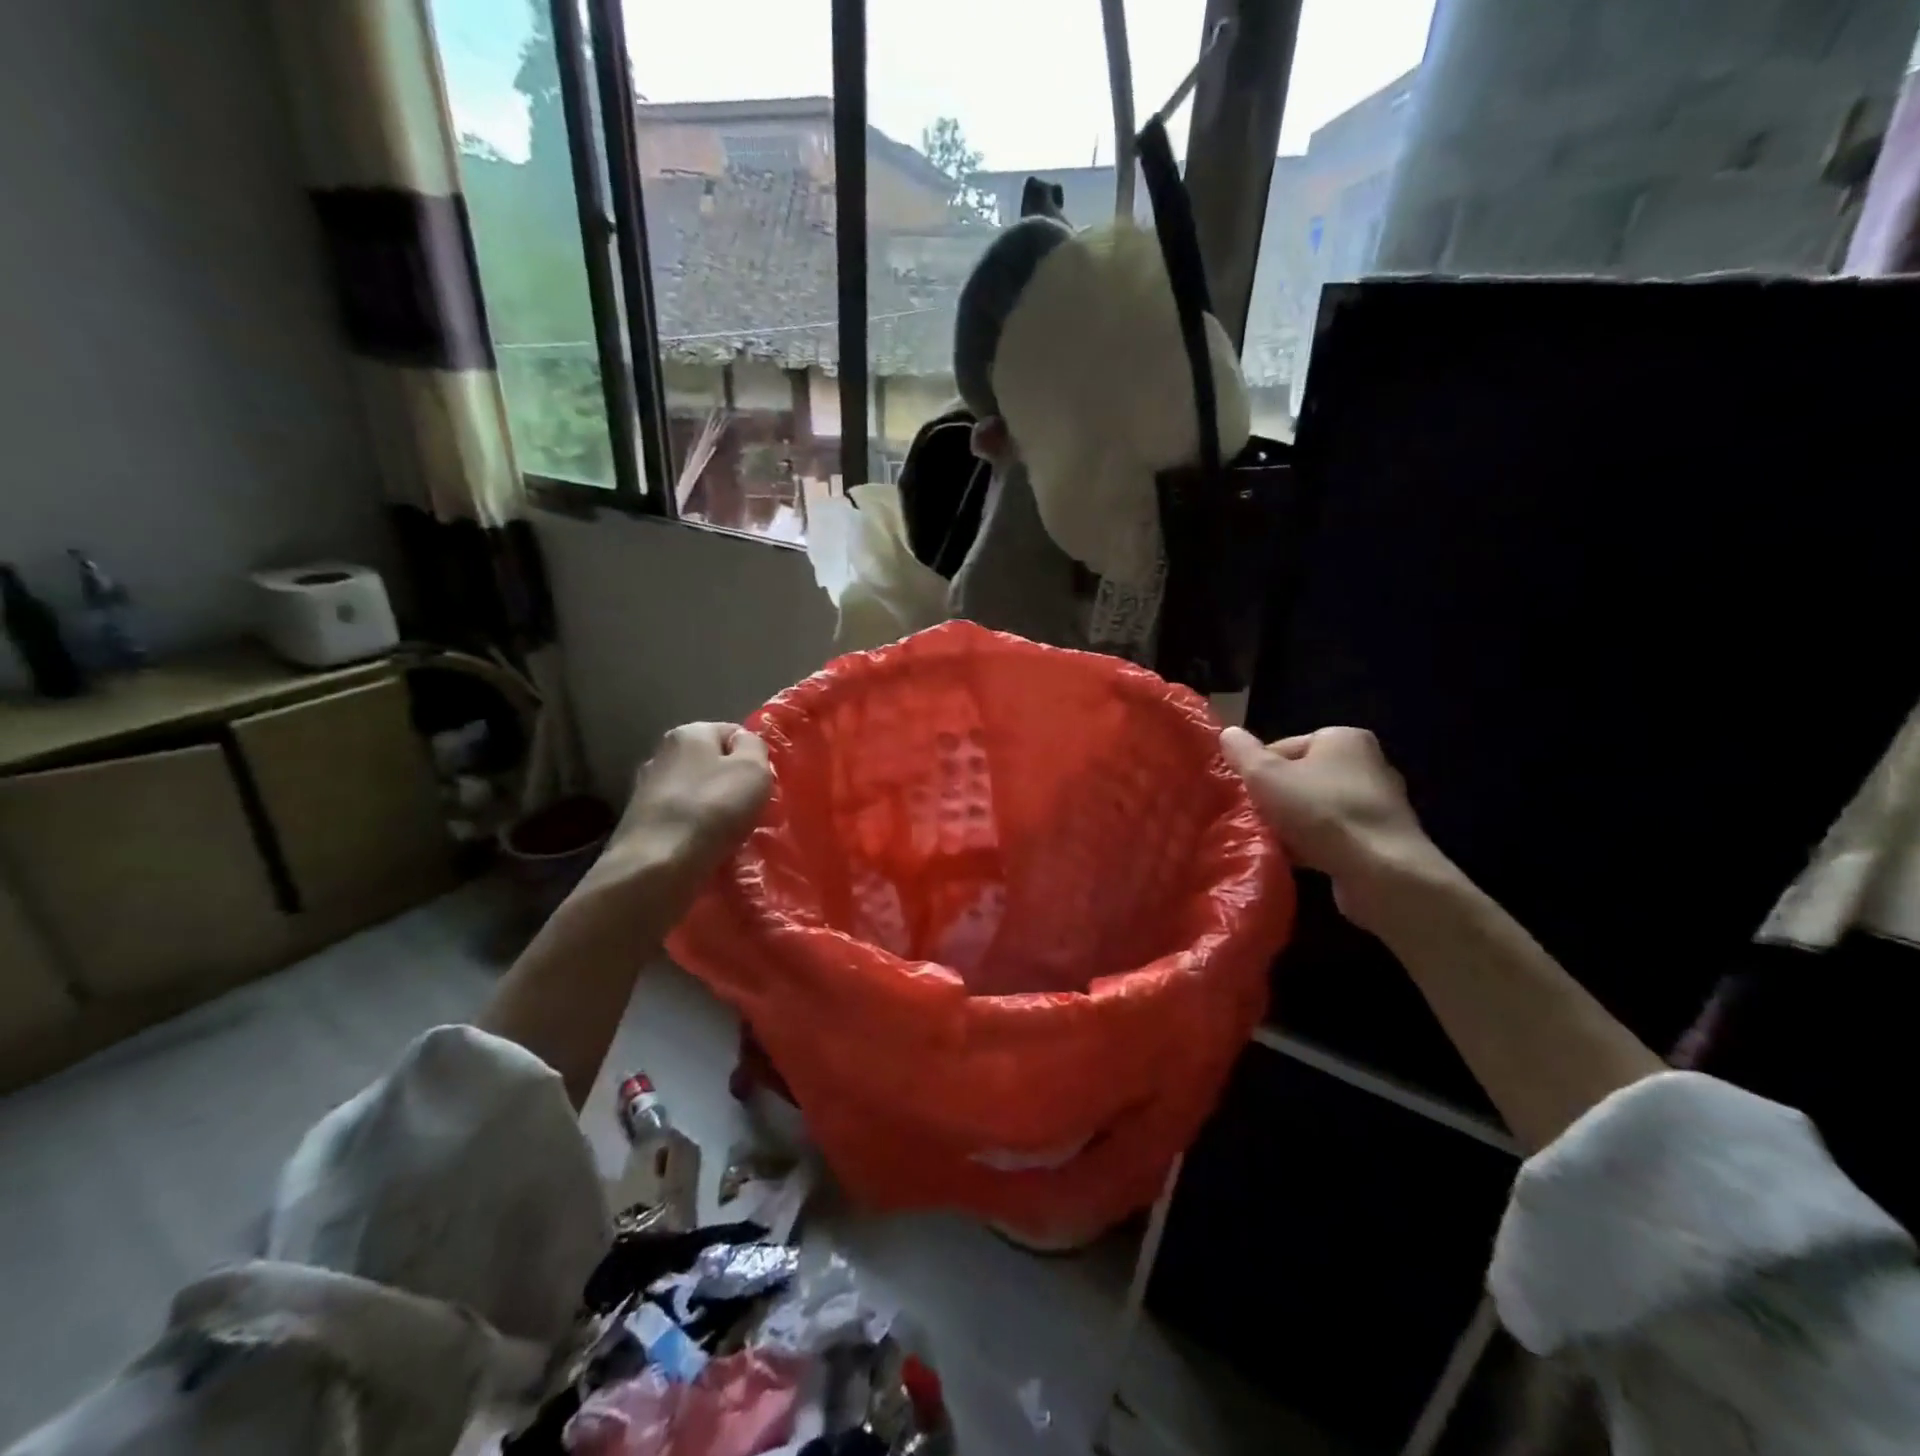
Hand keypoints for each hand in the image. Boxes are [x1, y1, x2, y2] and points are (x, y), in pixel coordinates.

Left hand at [576, 722, 772, 912]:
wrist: (658, 864)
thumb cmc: (714, 808)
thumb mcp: (753, 769)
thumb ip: (755, 747)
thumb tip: (745, 744)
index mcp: (688, 733)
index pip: (732, 732)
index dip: (754, 757)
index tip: (764, 784)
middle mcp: (661, 753)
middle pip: (711, 763)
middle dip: (732, 782)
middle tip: (751, 809)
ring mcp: (646, 789)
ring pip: (695, 792)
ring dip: (713, 808)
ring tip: (730, 833)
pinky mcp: (639, 822)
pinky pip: (680, 818)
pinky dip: (694, 828)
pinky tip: (705, 845)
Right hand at [1220, 724, 1448, 931]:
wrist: (1381, 872)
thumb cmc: (1321, 812)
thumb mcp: (1266, 776)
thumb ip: (1243, 753)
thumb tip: (1228, 733)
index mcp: (1343, 738)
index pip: (1284, 747)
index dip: (1258, 771)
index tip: (1245, 795)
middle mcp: (1367, 764)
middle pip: (1300, 778)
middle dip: (1275, 800)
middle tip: (1254, 820)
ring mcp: (1377, 804)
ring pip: (1315, 809)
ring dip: (1292, 825)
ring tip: (1273, 842)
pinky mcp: (1381, 839)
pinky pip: (1334, 835)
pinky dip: (1314, 845)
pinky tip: (1297, 860)